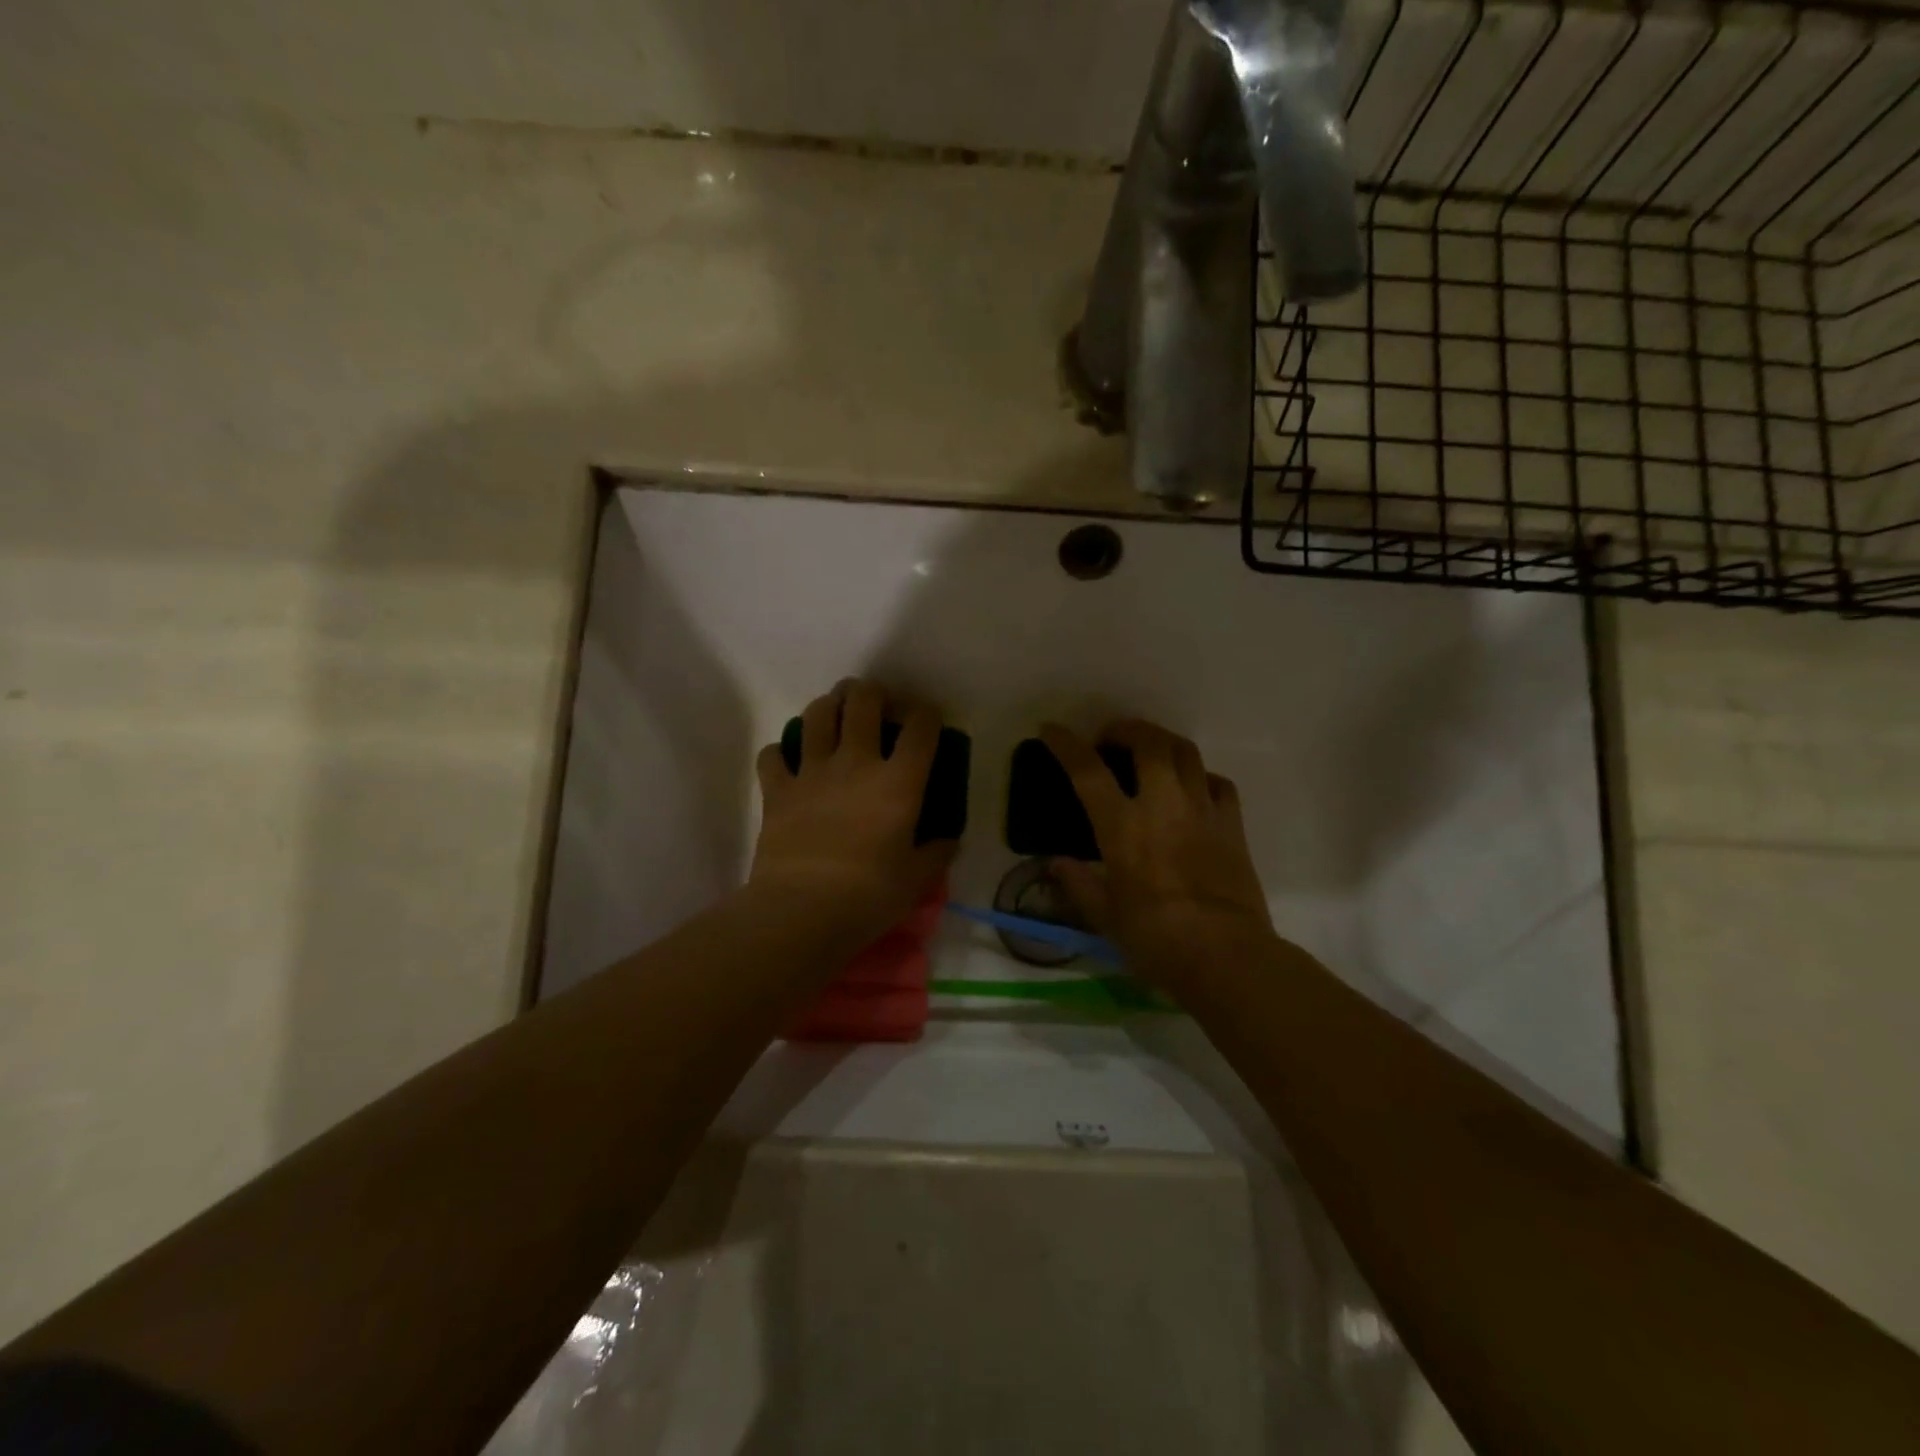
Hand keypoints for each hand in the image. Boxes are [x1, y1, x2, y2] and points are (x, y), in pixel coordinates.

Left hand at [749, 680, 955, 944]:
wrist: (802, 911)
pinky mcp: (777, 789)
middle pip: (862, 702)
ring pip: (816, 715)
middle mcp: (856, 763)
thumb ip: (937, 852)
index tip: (928, 719)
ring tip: (834, 712)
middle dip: (872, 692)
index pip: (920, 729)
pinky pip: (772, 755)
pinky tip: (788, 760)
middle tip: (876, 700)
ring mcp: (811, 772)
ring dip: (828, 705)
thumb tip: (948, 838)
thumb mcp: (918, 880)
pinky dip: (780, 752)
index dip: (927, 714)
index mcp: (898, 783)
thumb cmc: (869, 896)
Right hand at [1040, 720, 1275, 993]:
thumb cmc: (1156, 940)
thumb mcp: (1105, 917)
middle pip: (1148, 742)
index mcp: (1122, 826)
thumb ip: (1079, 884)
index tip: (1050, 730)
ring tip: (1149, 752)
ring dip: (1162, 742)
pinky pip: (1218, 782)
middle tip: (1110, 738)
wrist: (1226, 957)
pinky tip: (1192, 788)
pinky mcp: (1233, 825)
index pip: (1087, 770)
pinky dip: (1200, 775)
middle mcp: (1162, 805)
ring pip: (1186, 752)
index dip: (1066, 744)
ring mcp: (1202, 810)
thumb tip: (1057, 864)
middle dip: (1125, 729)